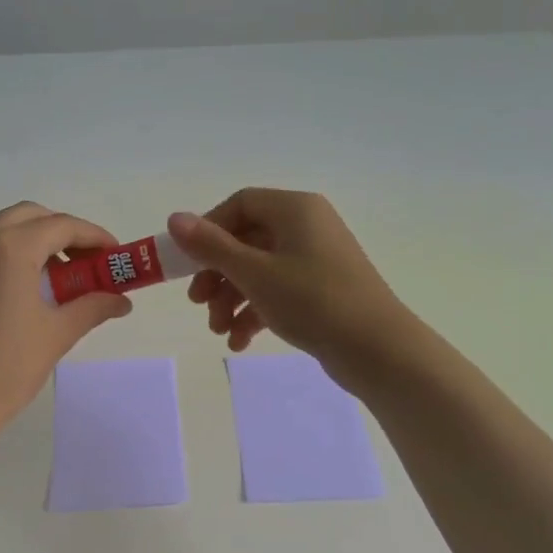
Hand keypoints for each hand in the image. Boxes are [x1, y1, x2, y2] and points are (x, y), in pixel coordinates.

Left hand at [0, 202, 131, 441]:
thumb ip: (92, 307)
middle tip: (82, 263)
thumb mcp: (57, 335)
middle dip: (60, 233)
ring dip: (27, 245)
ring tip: (47, 281)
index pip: (61, 226)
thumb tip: (121, 300)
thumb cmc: (6, 369)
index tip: (113, 255)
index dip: (94, 237)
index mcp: (8, 249)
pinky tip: (7, 298)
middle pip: (27, 217)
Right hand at [168, 189, 422, 386]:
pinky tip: (241, 340)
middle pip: (247, 240)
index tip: (189, 263)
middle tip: (198, 304)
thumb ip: (211, 246)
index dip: (209, 230)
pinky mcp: (322, 290)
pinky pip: (279, 291)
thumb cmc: (312, 300)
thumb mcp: (254, 273)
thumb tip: (175, 218)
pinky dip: (256, 312)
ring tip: (219, 330)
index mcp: (295, 209)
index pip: (240, 204)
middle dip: (218, 274)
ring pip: (260, 270)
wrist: (377, 348)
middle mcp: (308, 227)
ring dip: (232, 299)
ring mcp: (317, 259)